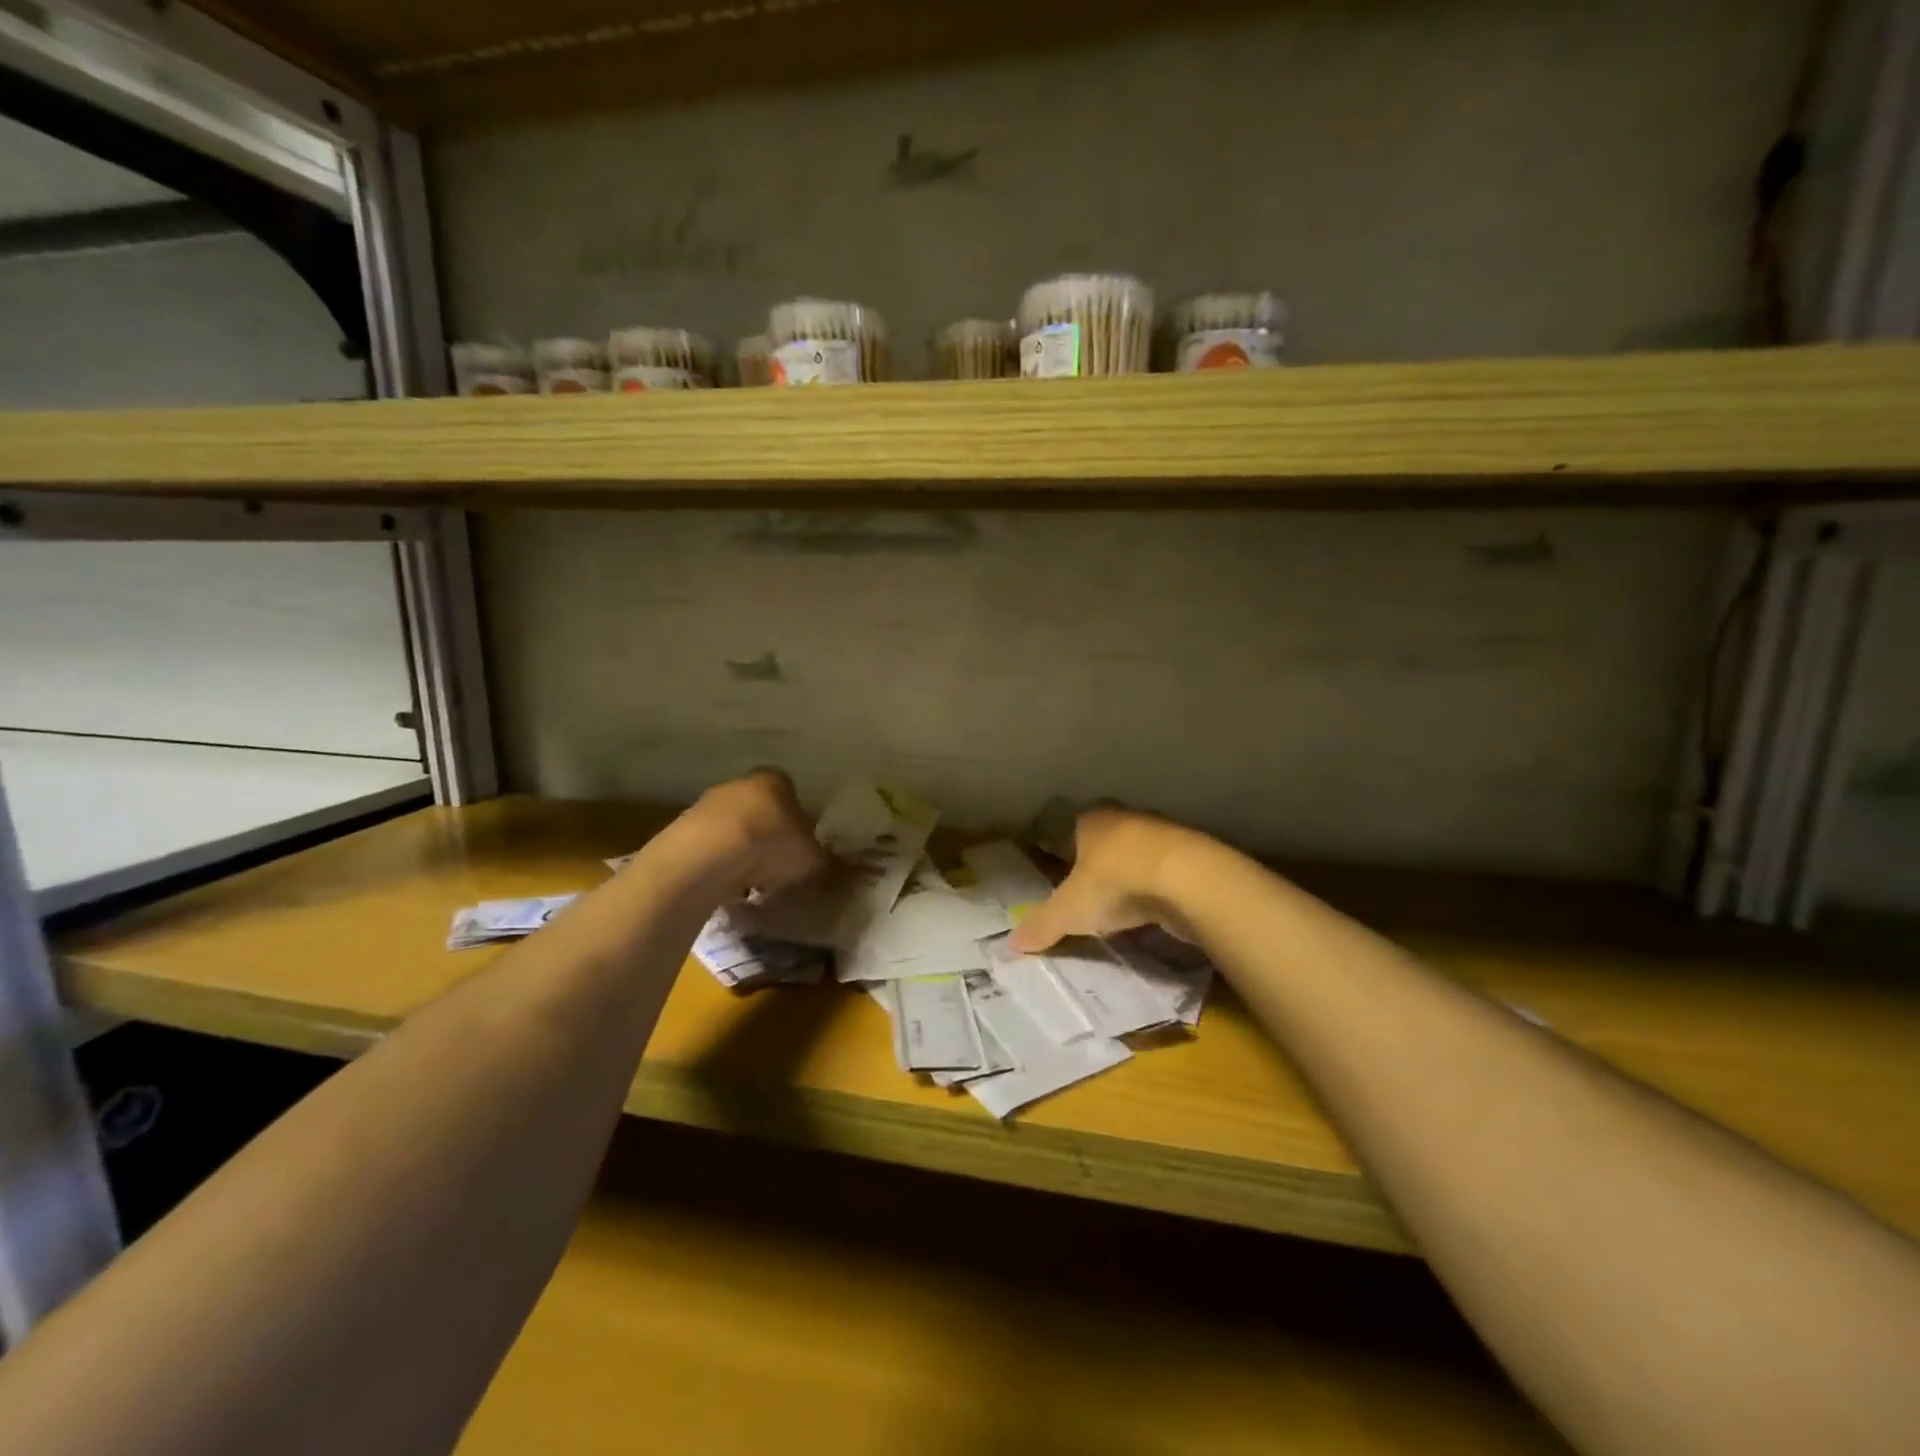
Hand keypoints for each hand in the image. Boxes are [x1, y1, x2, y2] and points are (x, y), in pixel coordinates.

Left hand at [685, 769, 830, 899]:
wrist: (706, 858)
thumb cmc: (771, 846)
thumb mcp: (813, 859)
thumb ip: (826, 861)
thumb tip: (842, 869)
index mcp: (775, 780)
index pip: (791, 793)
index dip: (799, 819)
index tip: (801, 845)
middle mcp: (739, 784)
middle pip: (759, 809)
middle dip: (768, 835)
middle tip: (778, 866)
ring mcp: (706, 805)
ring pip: (732, 829)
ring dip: (740, 851)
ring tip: (751, 883)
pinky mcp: (681, 830)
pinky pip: (709, 848)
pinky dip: (717, 865)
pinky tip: (725, 887)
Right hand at [1008, 805, 1196, 953]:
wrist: (1188, 880)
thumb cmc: (1115, 883)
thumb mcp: (1069, 911)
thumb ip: (1041, 925)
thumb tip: (1011, 944)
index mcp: (1092, 820)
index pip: (1073, 829)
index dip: (1068, 852)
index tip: (1065, 878)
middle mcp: (1126, 817)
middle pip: (1109, 841)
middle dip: (1102, 865)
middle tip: (1093, 897)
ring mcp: (1164, 833)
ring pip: (1141, 855)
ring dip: (1135, 877)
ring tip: (1126, 909)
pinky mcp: (1194, 855)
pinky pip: (1168, 873)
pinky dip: (1162, 889)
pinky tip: (1158, 911)